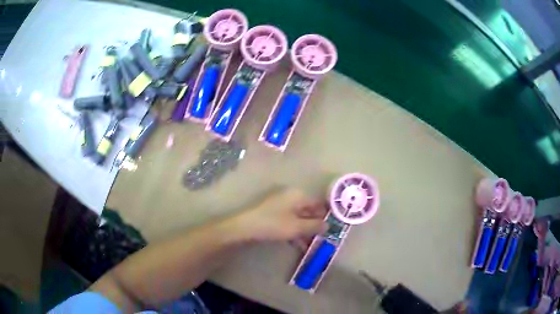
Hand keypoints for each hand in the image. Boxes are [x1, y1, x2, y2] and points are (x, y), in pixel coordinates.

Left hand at [228, 189, 328, 242]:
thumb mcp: (297, 227)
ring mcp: (281, 204)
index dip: (326, 216)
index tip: (332, 228)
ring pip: (299, 217)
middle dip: (315, 225)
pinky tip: (298, 244)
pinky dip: (294, 231)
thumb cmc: (274, 225)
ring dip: (305, 230)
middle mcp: (291, 197)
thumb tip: (328, 225)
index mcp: (298, 195)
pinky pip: (289, 221)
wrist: (245, 227)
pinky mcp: (273, 213)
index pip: (318, 203)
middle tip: (322, 239)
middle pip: (309, 211)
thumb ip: (314, 226)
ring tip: (311, 245)